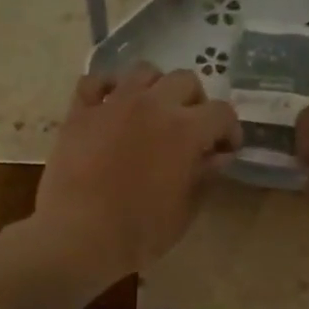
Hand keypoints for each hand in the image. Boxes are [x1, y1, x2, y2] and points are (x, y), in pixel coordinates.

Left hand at [34, 63, 241, 281]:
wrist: (79, 237)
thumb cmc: (140, 232)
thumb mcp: (185, 210)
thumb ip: (204, 175)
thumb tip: (217, 156)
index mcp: (185, 129)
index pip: (221, 112)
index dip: (229, 130)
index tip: (224, 150)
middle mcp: (152, 104)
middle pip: (185, 80)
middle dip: (195, 102)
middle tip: (190, 129)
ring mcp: (113, 103)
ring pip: (144, 71)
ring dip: (156, 87)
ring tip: (153, 112)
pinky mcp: (80, 112)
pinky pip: (95, 81)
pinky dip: (108, 87)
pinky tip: (111, 104)